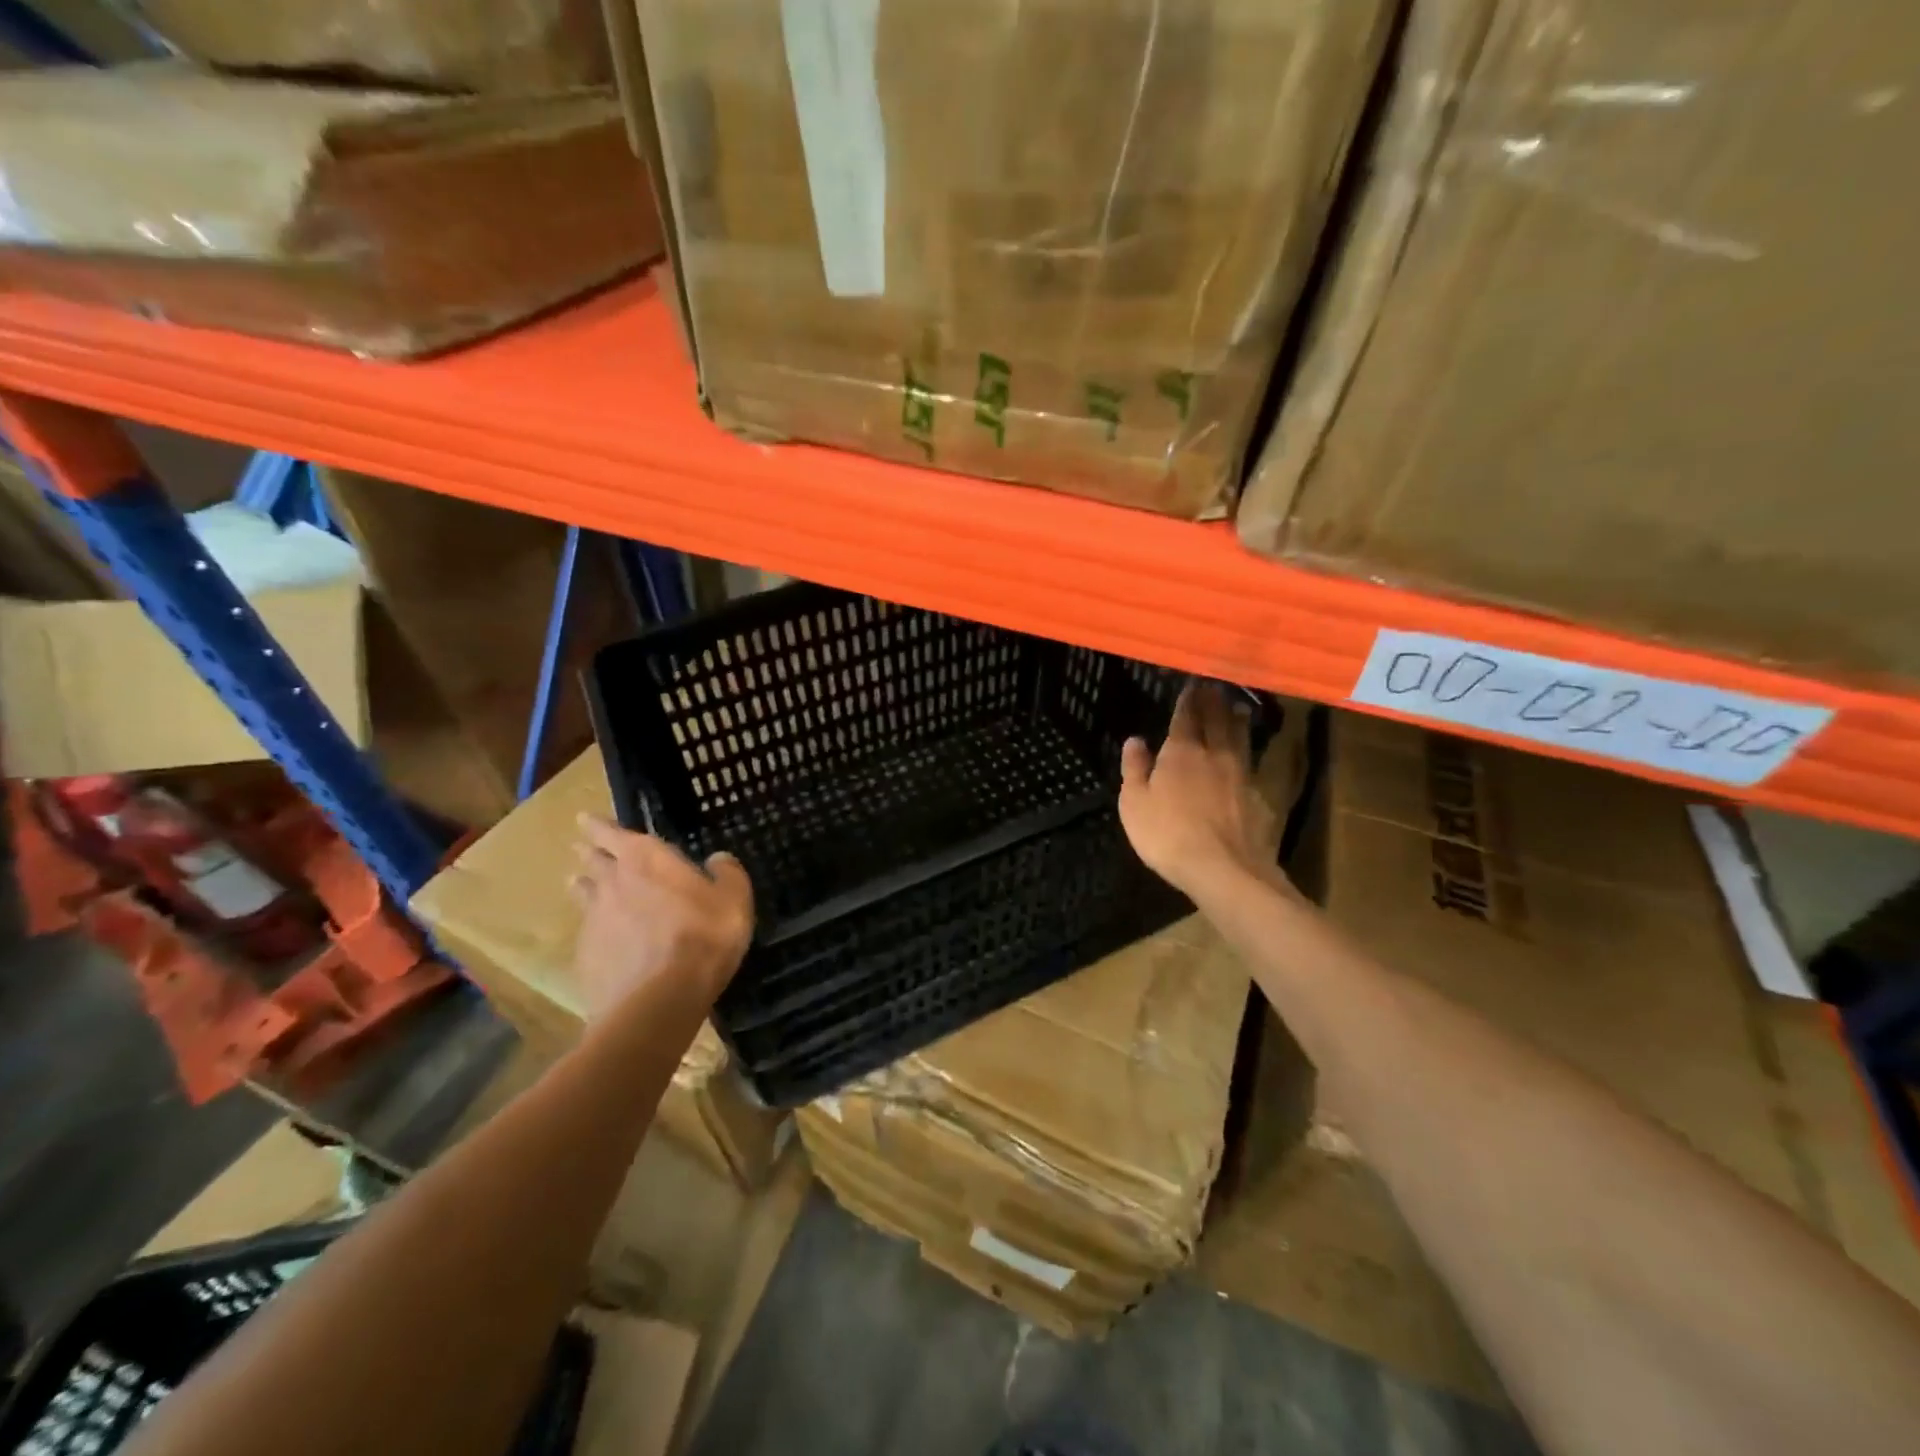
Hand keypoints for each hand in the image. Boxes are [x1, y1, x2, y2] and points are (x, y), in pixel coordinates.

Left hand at [569, 815, 753, 1017]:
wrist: (659, 998)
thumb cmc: (703, 935)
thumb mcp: (734, 898)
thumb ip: (727, 873)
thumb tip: (717, 860)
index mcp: (646, 858)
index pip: (611, 832)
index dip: (598, 825)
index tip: (584, 818)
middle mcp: (613, 881)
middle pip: (593, 860)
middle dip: (590, 852)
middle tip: (584, 848)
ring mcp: (594, 919)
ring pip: (584, 894)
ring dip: (584, 885)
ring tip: (580, 883)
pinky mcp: (587, 954)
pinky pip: (588, 930)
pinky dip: (594, 926)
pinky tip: (601, 935)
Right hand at [1119, 682, 1278, 896]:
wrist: (1224, 869)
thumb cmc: (1168, 835)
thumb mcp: (1135, 803)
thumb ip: (1134, 769)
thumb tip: (1135, 739)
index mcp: (1181, 752)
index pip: (1186, 717)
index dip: (1188, 700)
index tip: (1192, 684)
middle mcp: (1214, 755)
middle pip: (1217, 721)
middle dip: (1214, 702)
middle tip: (1215, 687)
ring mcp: (1241, 775)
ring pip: (1240, 739)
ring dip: (1238, 721)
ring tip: (1238, 708)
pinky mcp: (1258, 798)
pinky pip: (1252, 766)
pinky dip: (1248, 755)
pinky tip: (1247, 760)